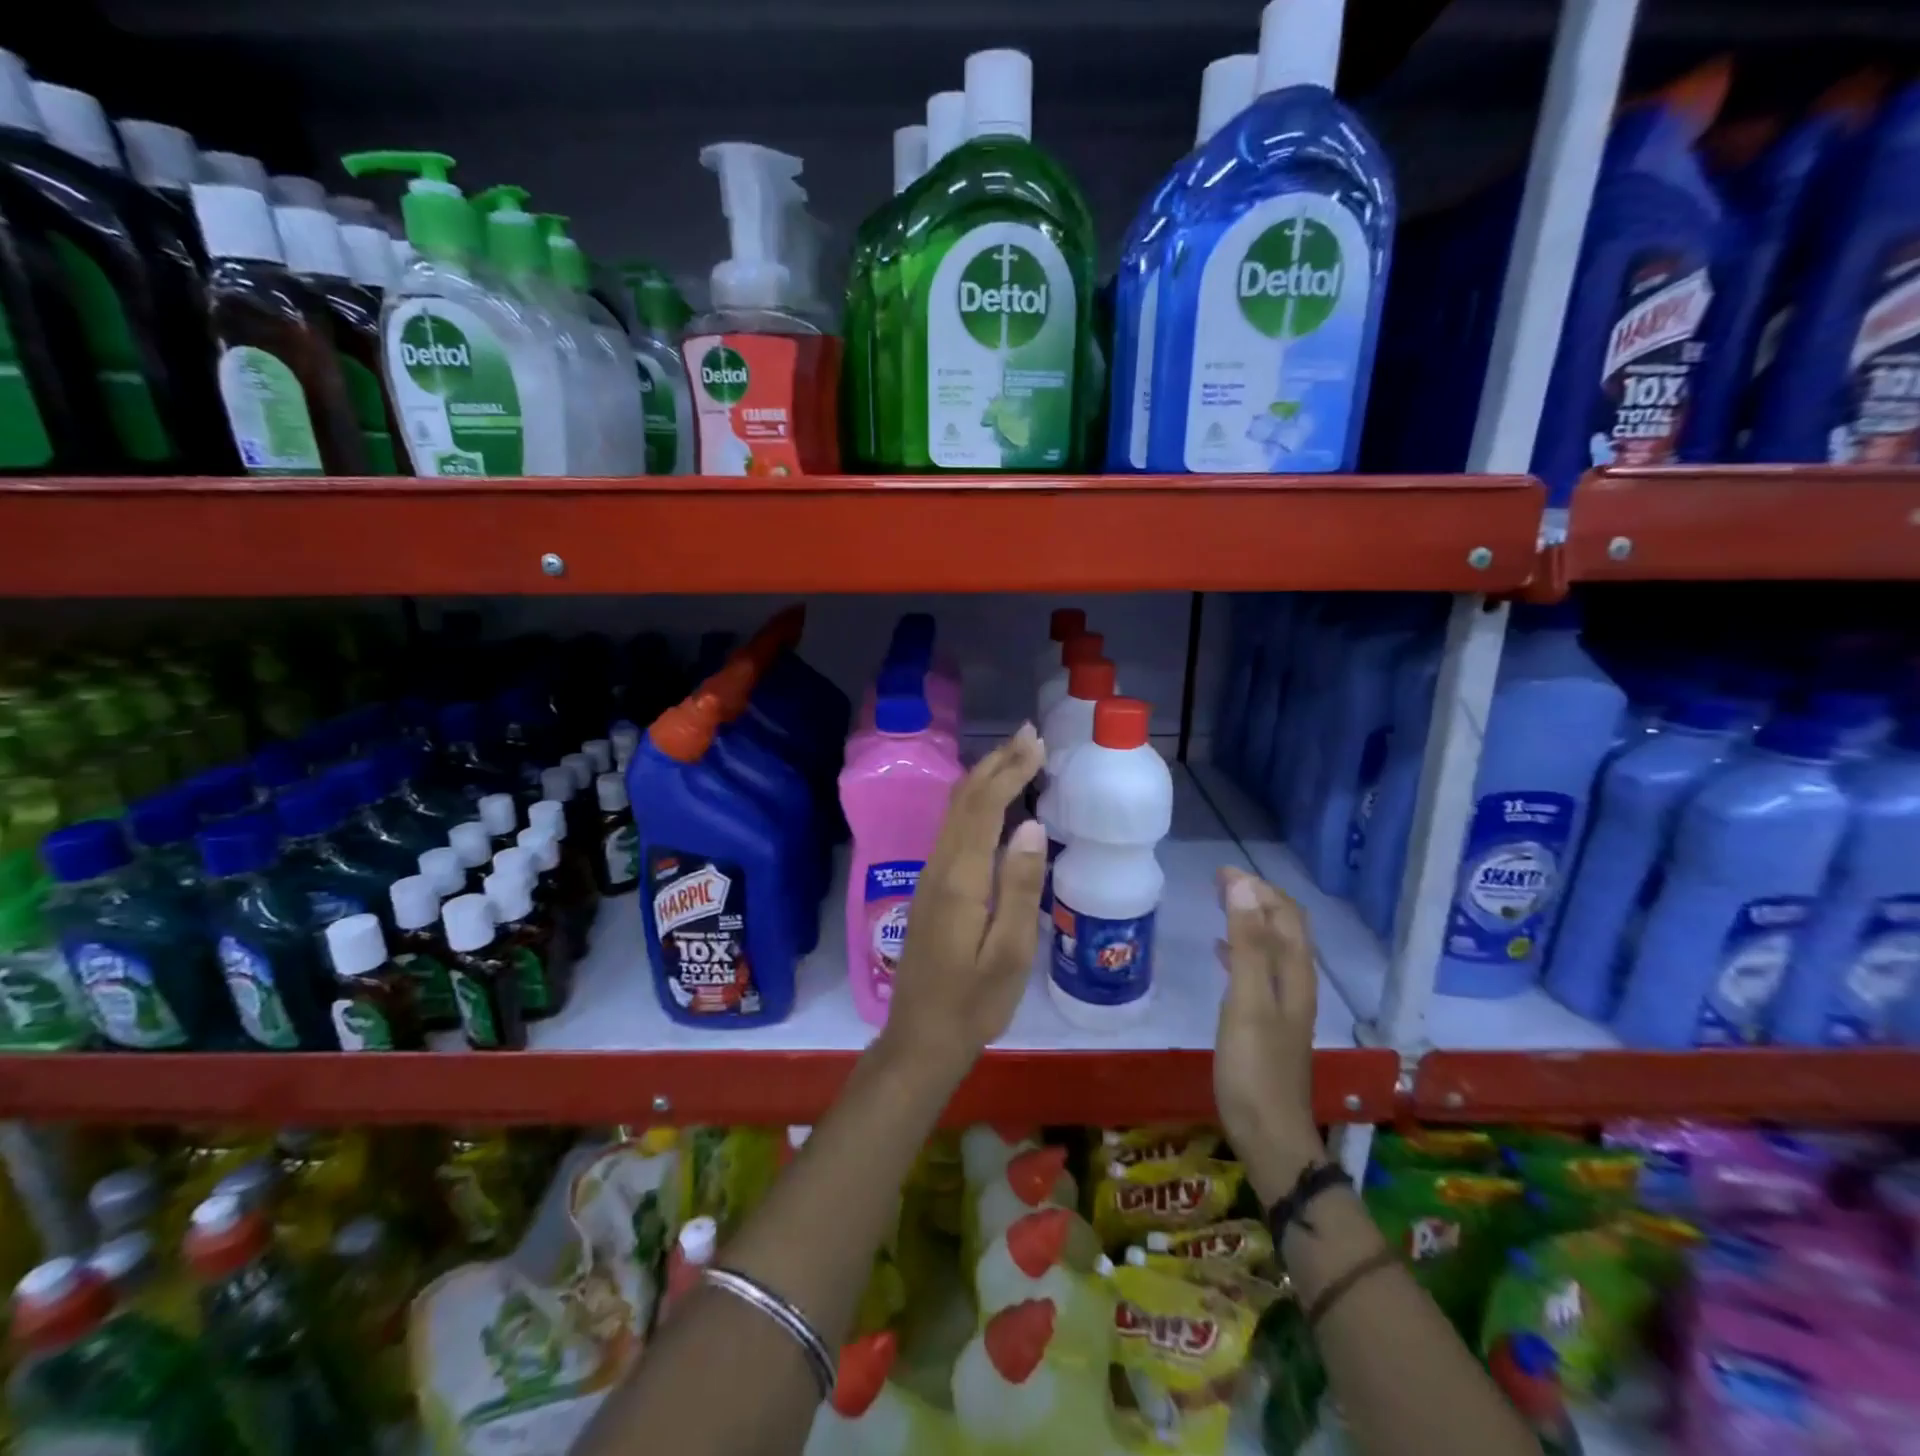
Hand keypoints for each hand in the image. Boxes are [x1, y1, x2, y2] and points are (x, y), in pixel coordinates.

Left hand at [881, 725, 1048, 1078]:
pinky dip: (975, 803)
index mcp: (960, 880)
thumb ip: (1018, 887)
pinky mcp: (930, 888)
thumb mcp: (1009, 954)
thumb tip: (1029, 826)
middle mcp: (939, 867)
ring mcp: (930, 876)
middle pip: (965, 800)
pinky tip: (991, 803)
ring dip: (984, 778)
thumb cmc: (973, 1004)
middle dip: (997, 763)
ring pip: (955, 811)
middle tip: (1029, 735)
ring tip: (1014, 755)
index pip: (985, 808)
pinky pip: (952, 828)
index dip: (1010, 771)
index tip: (1037, 745)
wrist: (920, 1039)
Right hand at [1214, 867, 1326, 1202]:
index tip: (1222, 872)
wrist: (1269, 1134)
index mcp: (1295, 974)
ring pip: (1271, 947)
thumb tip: (1244, 886)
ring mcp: (1283, 1005)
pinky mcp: (1267, 1022)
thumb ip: (1247, 943)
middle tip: (1219, 882)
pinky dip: (1241, 949)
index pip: (1285, 915)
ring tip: (1219, 904)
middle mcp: (1296, 984)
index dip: (1259, 888)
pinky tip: (1220, 951)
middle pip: (1284, 928)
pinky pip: (1258, 970)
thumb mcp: (1247, 1000)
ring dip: (1249, 920)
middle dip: (1257, 898)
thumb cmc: (1254, 1066)